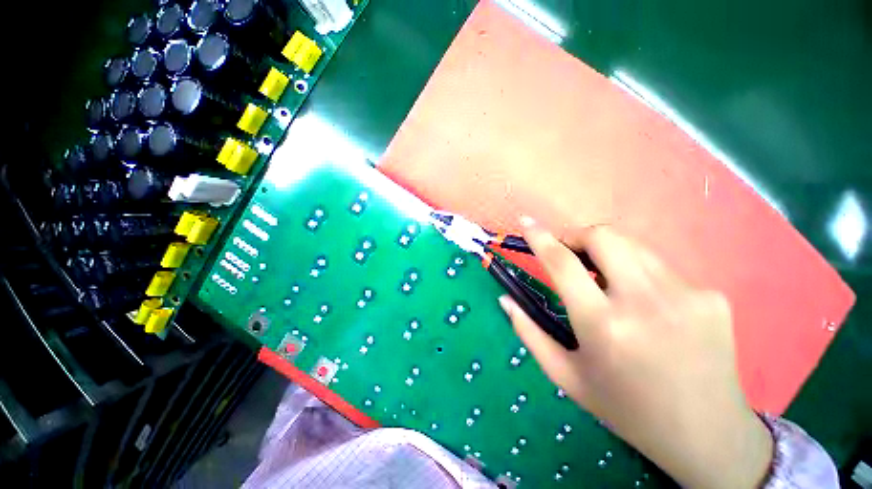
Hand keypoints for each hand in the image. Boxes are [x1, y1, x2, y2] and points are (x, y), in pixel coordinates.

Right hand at [499, 218, 772, 488]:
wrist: (707, 433)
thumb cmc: (625, 408)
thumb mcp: (565, 375)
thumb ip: (528, 332)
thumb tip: (505, 298)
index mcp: (604, 326)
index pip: (562, 263)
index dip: (540, 237)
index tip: (526, 222)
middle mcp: (645, 302)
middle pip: (603, 236)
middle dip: (578, 237)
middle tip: (571, 255)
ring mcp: (687, 295)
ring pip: (632, 245)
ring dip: (608, 253)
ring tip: (606, 281)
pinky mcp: (712, 296)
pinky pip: (660, 267)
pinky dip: (639, 274)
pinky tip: (647, 306)